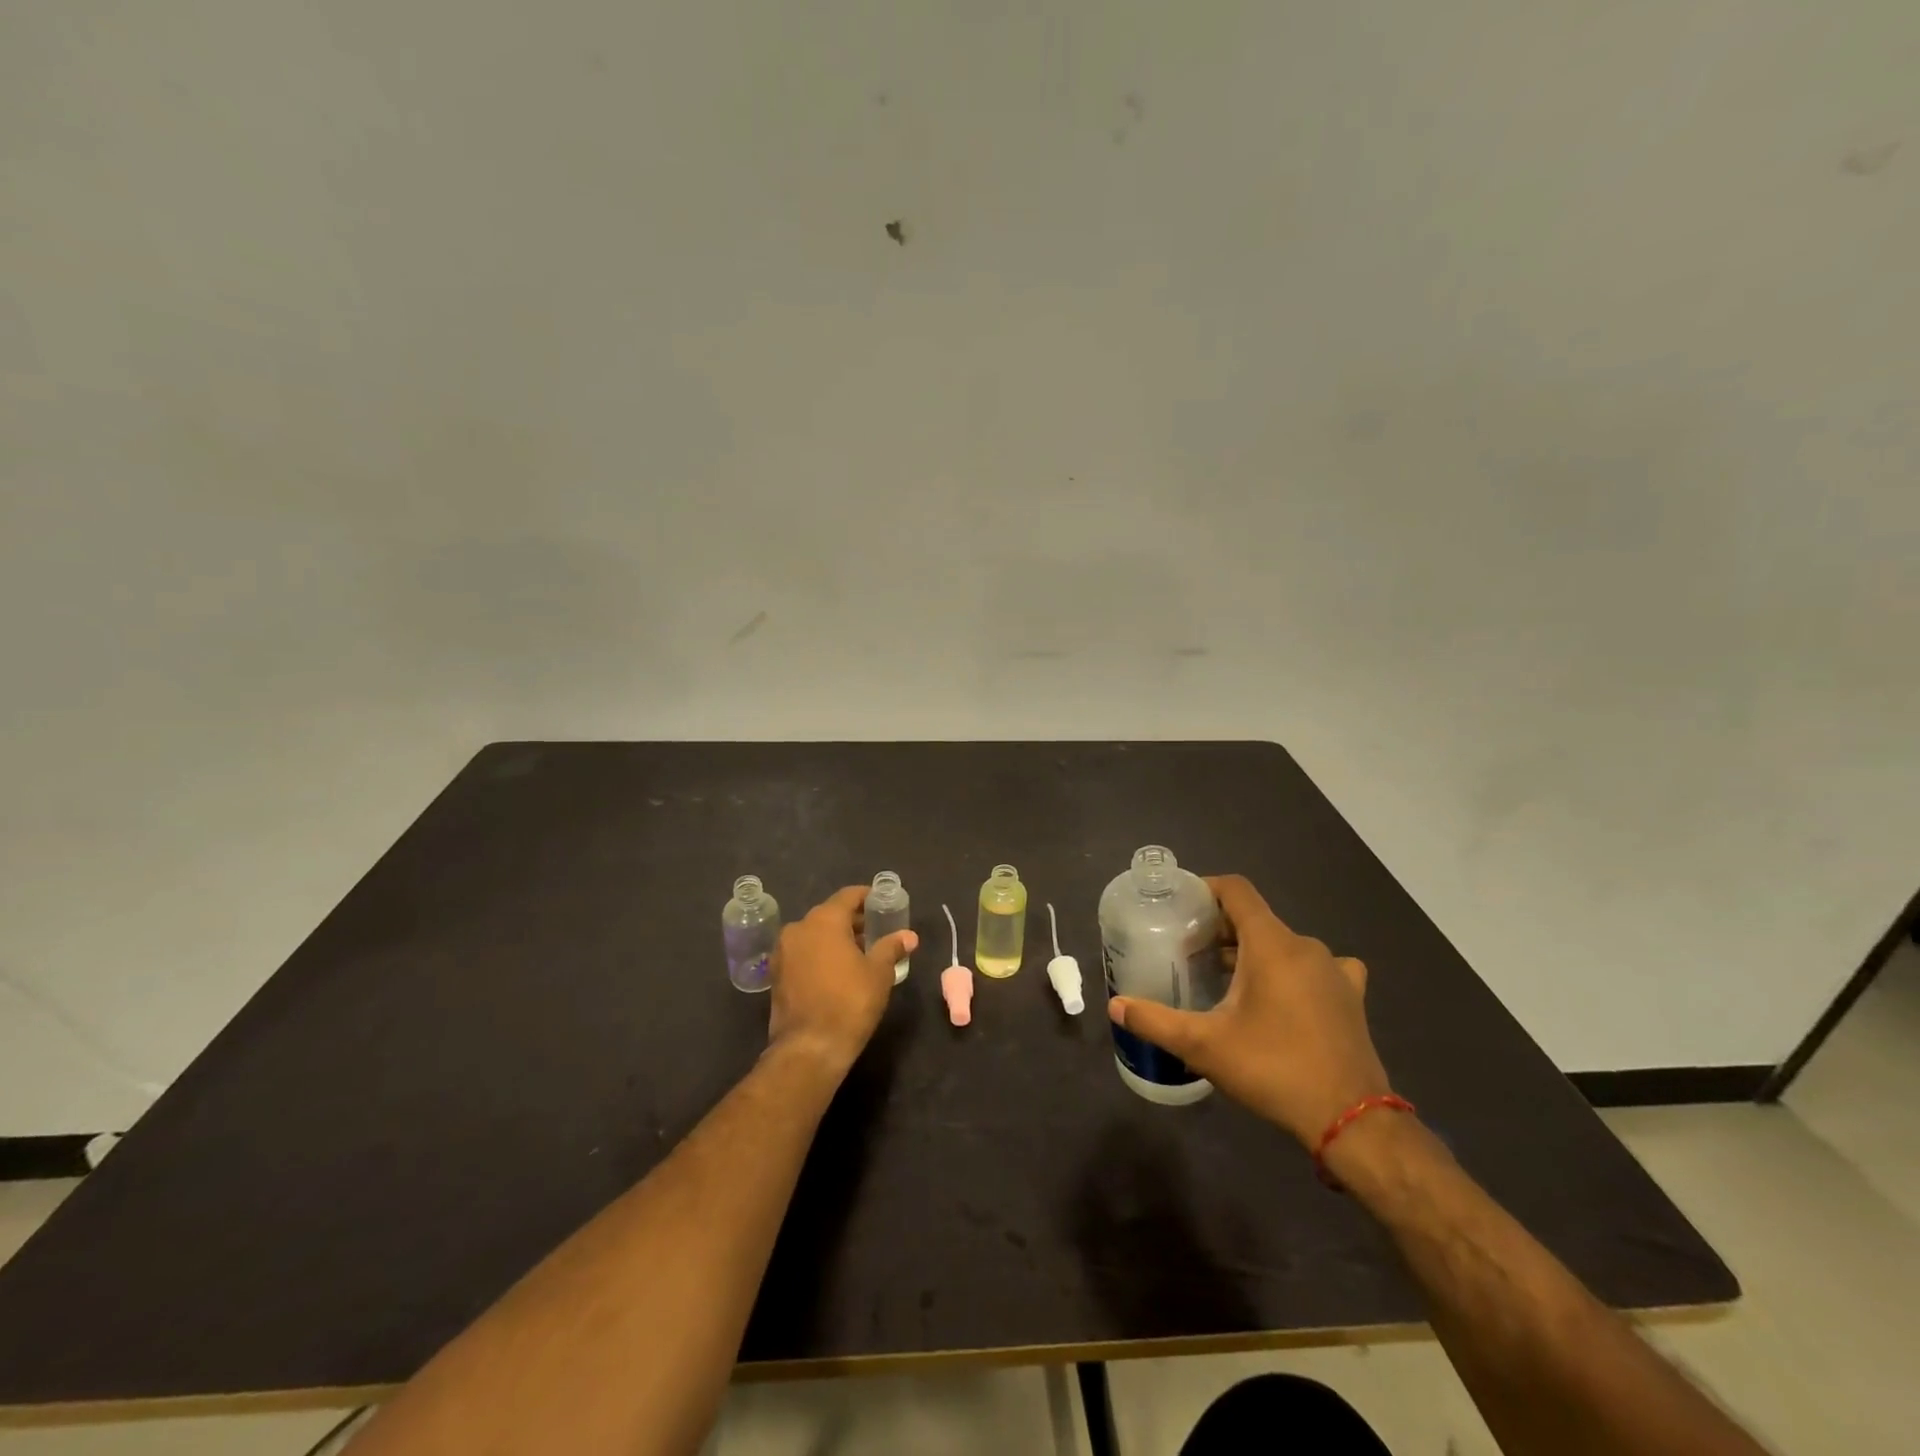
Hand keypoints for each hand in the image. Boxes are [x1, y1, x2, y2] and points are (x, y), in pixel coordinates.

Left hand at [767, 885, 918, 1074]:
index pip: (848, 896)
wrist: (809, 1048)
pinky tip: (838, 970)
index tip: (882, 902)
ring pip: (814, 934)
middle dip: (853, 920)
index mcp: (824, 920)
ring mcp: (783, 952)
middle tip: (876, 930)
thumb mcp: (879, 973)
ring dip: (836, 938)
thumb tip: (909, 936)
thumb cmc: (850, 1003)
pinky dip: (820, 954)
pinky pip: (803, 952)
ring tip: (860, 952)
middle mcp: (799, 928)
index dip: (867, 897)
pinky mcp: (776, 974)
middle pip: (830, 914)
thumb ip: (891, 948)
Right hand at [1107, 874, 1390, 1146]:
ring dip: (1253, 951)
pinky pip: (1317, 967)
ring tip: (1225, 976)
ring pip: (1284, 943)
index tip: (1180, 905)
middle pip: (1256, 918)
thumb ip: (1156, 1021)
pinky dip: (1293, 971)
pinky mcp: (1351, 996)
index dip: (1206, 889)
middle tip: (1189, 951)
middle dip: (1221, 928)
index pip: (1237, 891)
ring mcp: (1334, 970)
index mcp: (1272, 944)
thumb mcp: (1204, 1046)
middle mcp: (1306, 946)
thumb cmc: (1273, 1069)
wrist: (1351, 1121)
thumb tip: (1115, 1006)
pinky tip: (1285, 994)